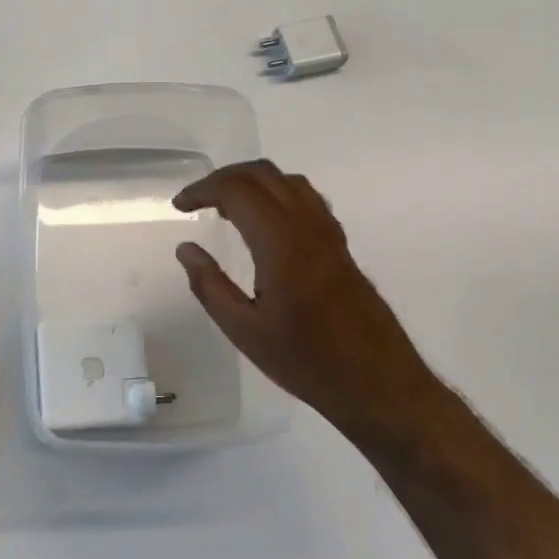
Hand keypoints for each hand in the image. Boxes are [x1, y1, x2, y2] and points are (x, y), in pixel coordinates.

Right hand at [172, 160, 436, 429]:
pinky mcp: (340, 245)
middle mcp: (308, 227)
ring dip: (252, 182)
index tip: (179, 206)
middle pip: (263, 175)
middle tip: (196, 200)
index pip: (237, 191)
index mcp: (281, 244)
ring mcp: (329, 233)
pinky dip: (276, 193)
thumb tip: (186, 249)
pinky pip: (306, 198)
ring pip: (287, 181)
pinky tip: (264, 224)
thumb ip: (210, 285)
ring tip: (225, 208)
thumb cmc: (307, 362)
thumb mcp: (245, 331)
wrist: (379, 384)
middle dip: (224, 178)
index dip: (203, 189)